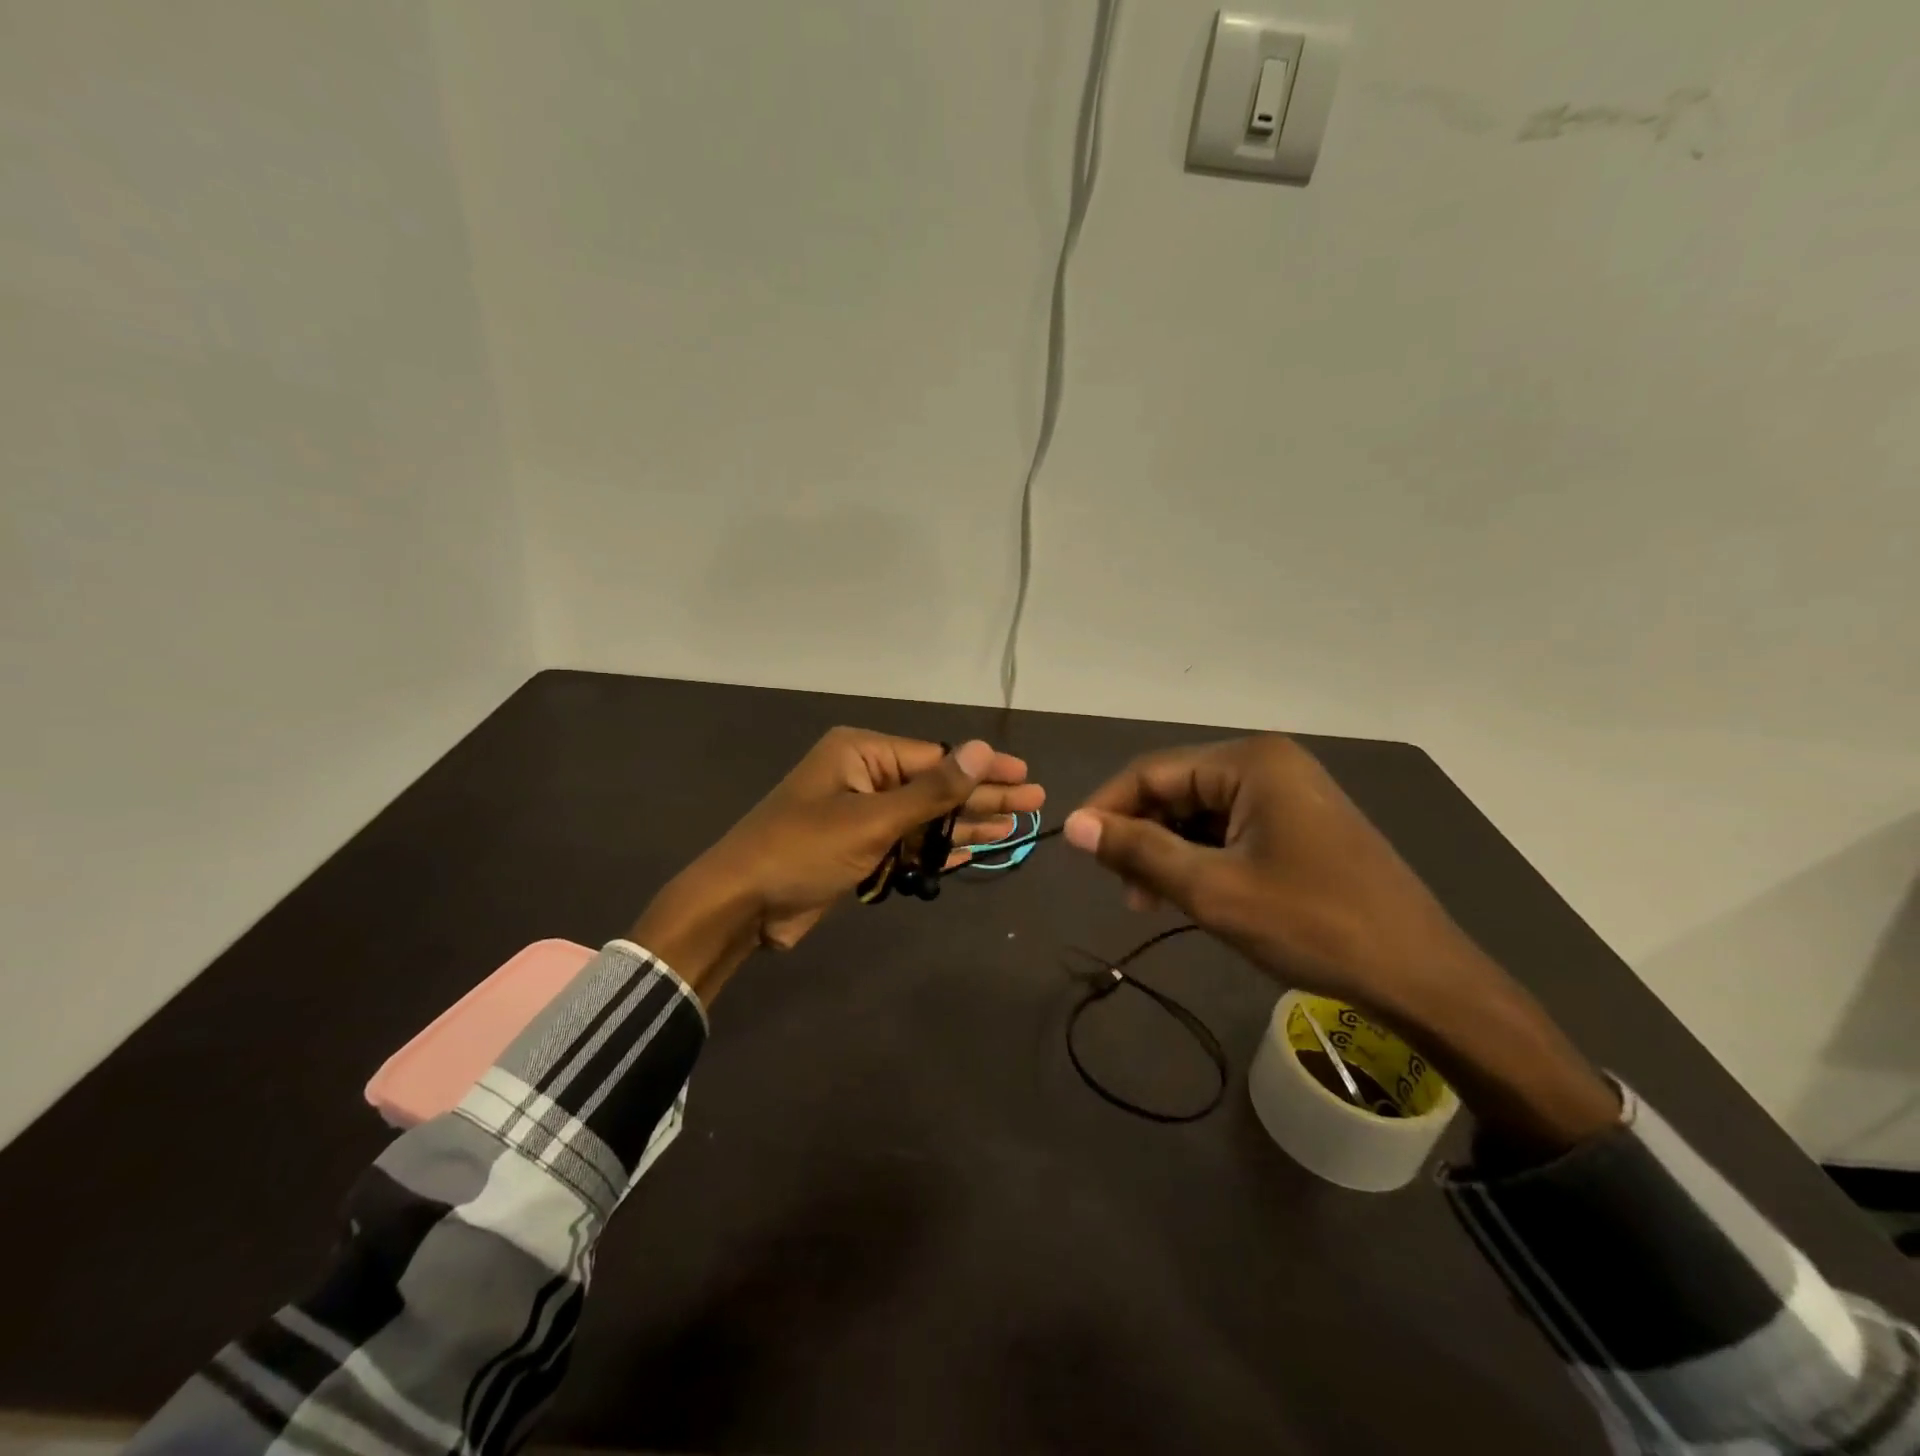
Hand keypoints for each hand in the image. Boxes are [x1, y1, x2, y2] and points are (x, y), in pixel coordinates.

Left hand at [633, 729, 1042, 1003]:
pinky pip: (909, 845)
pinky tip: (975, 852)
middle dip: (982, 797)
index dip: (983, 768)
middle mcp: (864, 777)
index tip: (1025, 774)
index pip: (936, 757)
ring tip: (1015, 828)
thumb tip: (982, 749)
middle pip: (936, 787)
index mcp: (861, 753)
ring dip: (966, 826)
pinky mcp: (859, 851)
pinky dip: (939, 850)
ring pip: (925, 819)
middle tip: (1034, 802)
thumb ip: (932, 790)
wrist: (740, 906)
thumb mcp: (872, 819)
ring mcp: (862, 816)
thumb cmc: (802, 850)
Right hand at [1064, 736, 1617, 1157]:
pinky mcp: (1302, 824)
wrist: (1424, 978)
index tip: (1075, 850)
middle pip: (1176, 789)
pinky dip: (1204, 859)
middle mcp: (1269, 763)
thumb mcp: (1213, 890)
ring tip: (1157, 903)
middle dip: (1142, 837)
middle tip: (1126, 894)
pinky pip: (1232, 829)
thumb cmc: (1313, 925)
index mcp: (1249, 761)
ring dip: (1171, 853)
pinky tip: (1198, 896)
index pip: (1151, 772)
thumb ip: (1138, 851)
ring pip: (1201, 813)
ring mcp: (1290, 792)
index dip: (1106, 809)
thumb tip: (1072, 824)